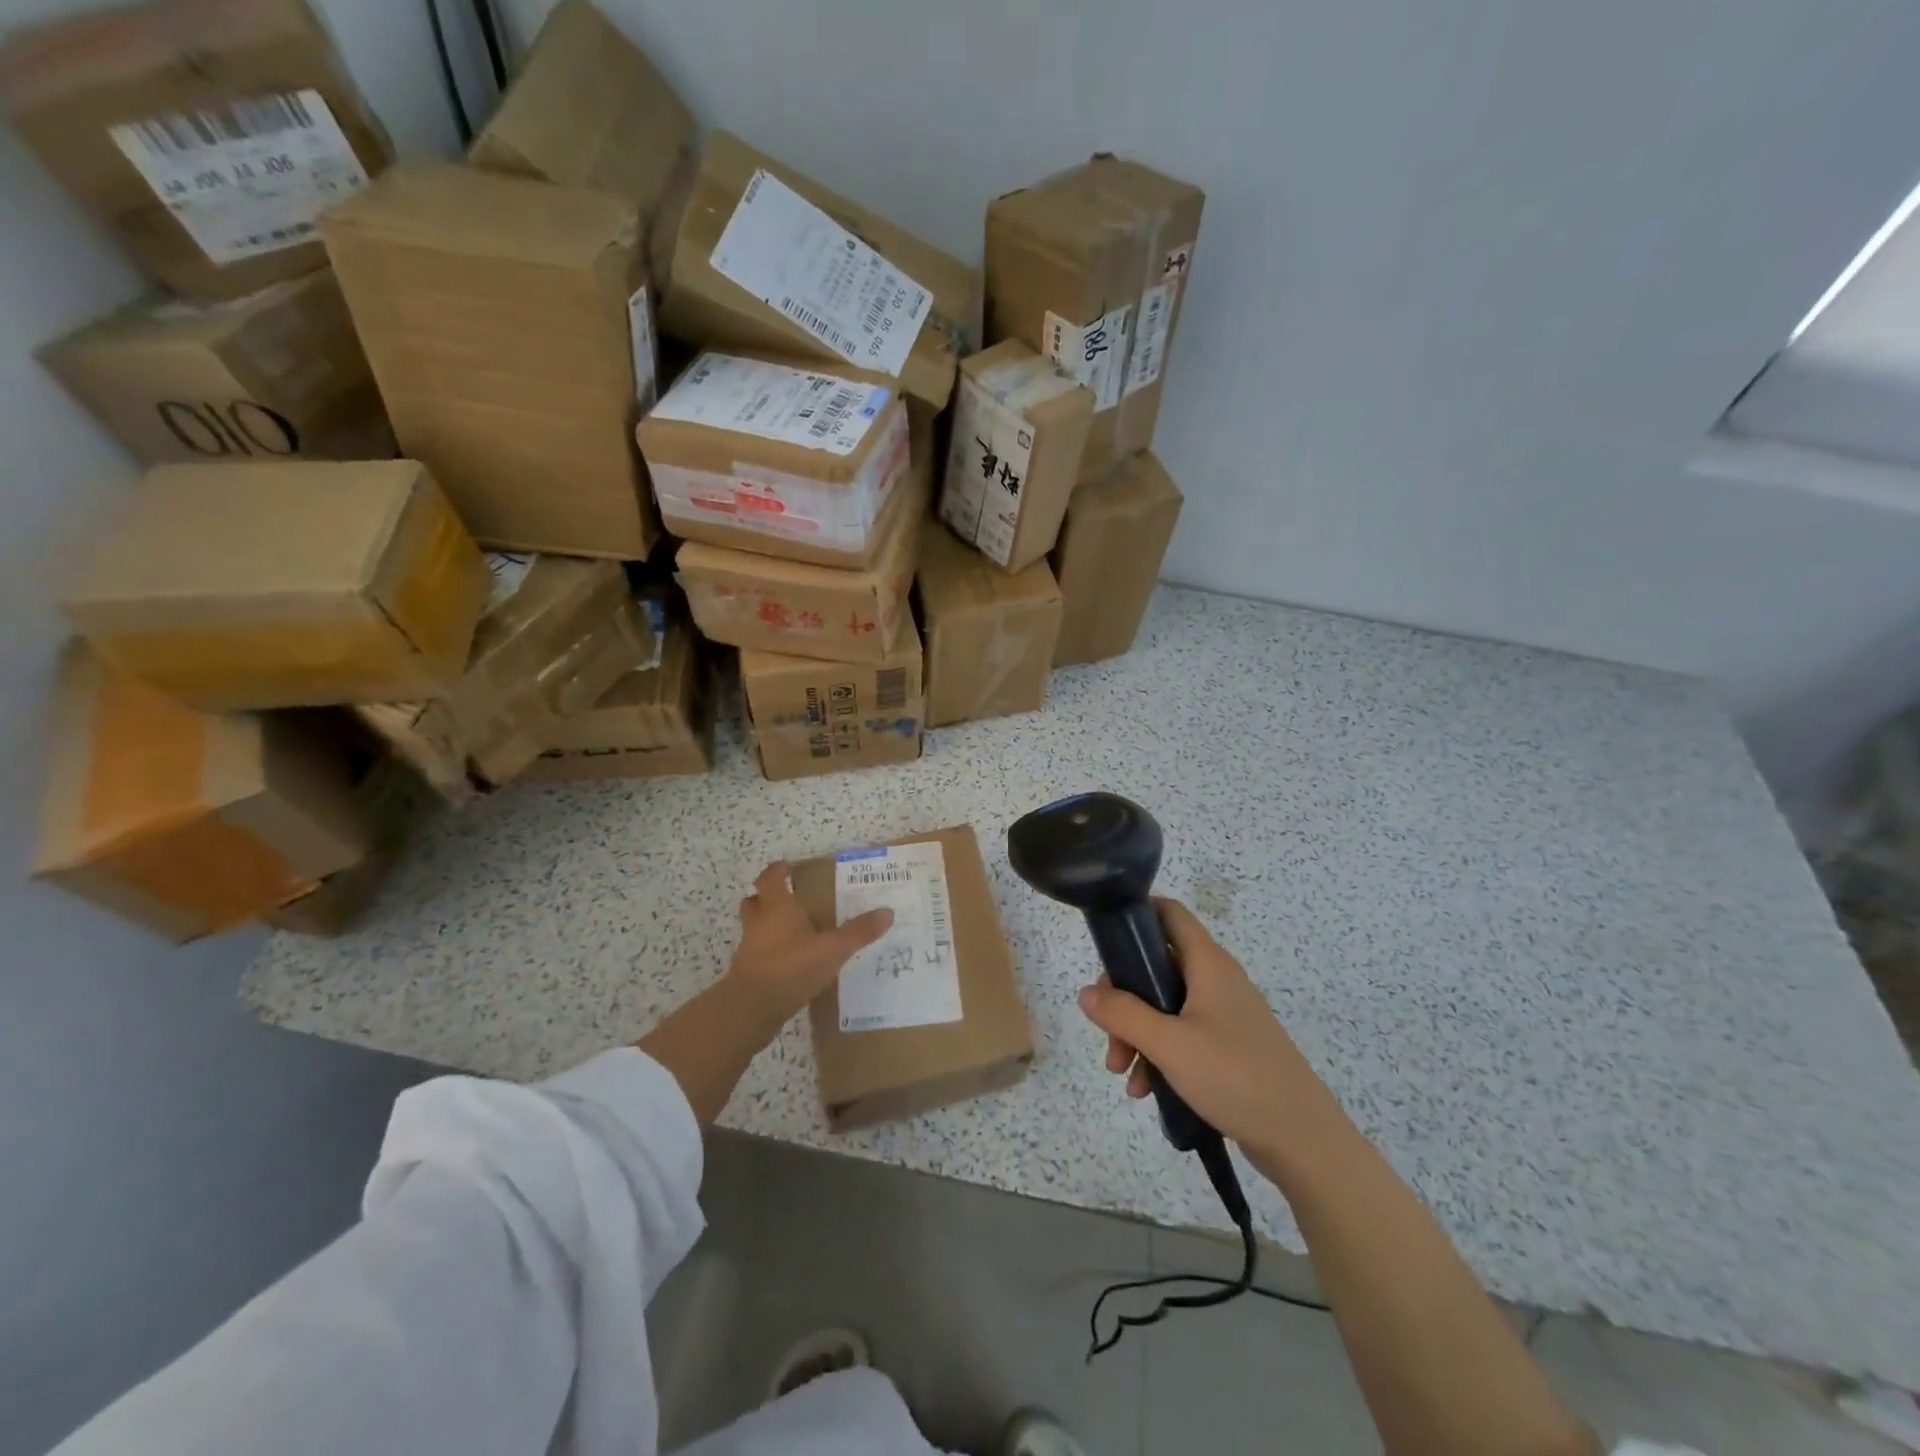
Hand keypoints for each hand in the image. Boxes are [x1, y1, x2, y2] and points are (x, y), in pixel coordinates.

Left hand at [726, 861, 892, 1022]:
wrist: (751, 1009)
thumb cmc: (791, 967)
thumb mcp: (833, 949)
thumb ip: (859, 932)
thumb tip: (888, 912)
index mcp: (776, 908)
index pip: (769, 879)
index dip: (776, 871)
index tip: (786, 867)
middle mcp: (758, 923)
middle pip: (754, 902)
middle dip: (766, 898)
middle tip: (788, 899)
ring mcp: (749, 949)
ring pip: (754, 929)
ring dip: (767, 926)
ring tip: (792, 933)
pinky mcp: (747, 974)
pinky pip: (757, 955)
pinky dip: (769, 954)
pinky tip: (790, 964)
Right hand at [1076, 898, 1341, 1157]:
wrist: (1302, 1139)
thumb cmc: (1234, 1076)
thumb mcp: (1168, 1044)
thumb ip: (1122, 1014)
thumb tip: (1086, 992)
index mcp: (1207, 963)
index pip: (1169, 913)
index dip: (1135, 915)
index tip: (1104, 941)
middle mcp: (1215, 980)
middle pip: (1156, 966)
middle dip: (1124, 997)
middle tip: (1107, 1031)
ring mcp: (1223, 1014)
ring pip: (1164, 1005)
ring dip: (1136, 1033)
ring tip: (1122, 1072)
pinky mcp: (1227, 1046)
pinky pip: (1180, 1035)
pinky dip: (1158, 1054)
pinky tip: (1144, 1089)